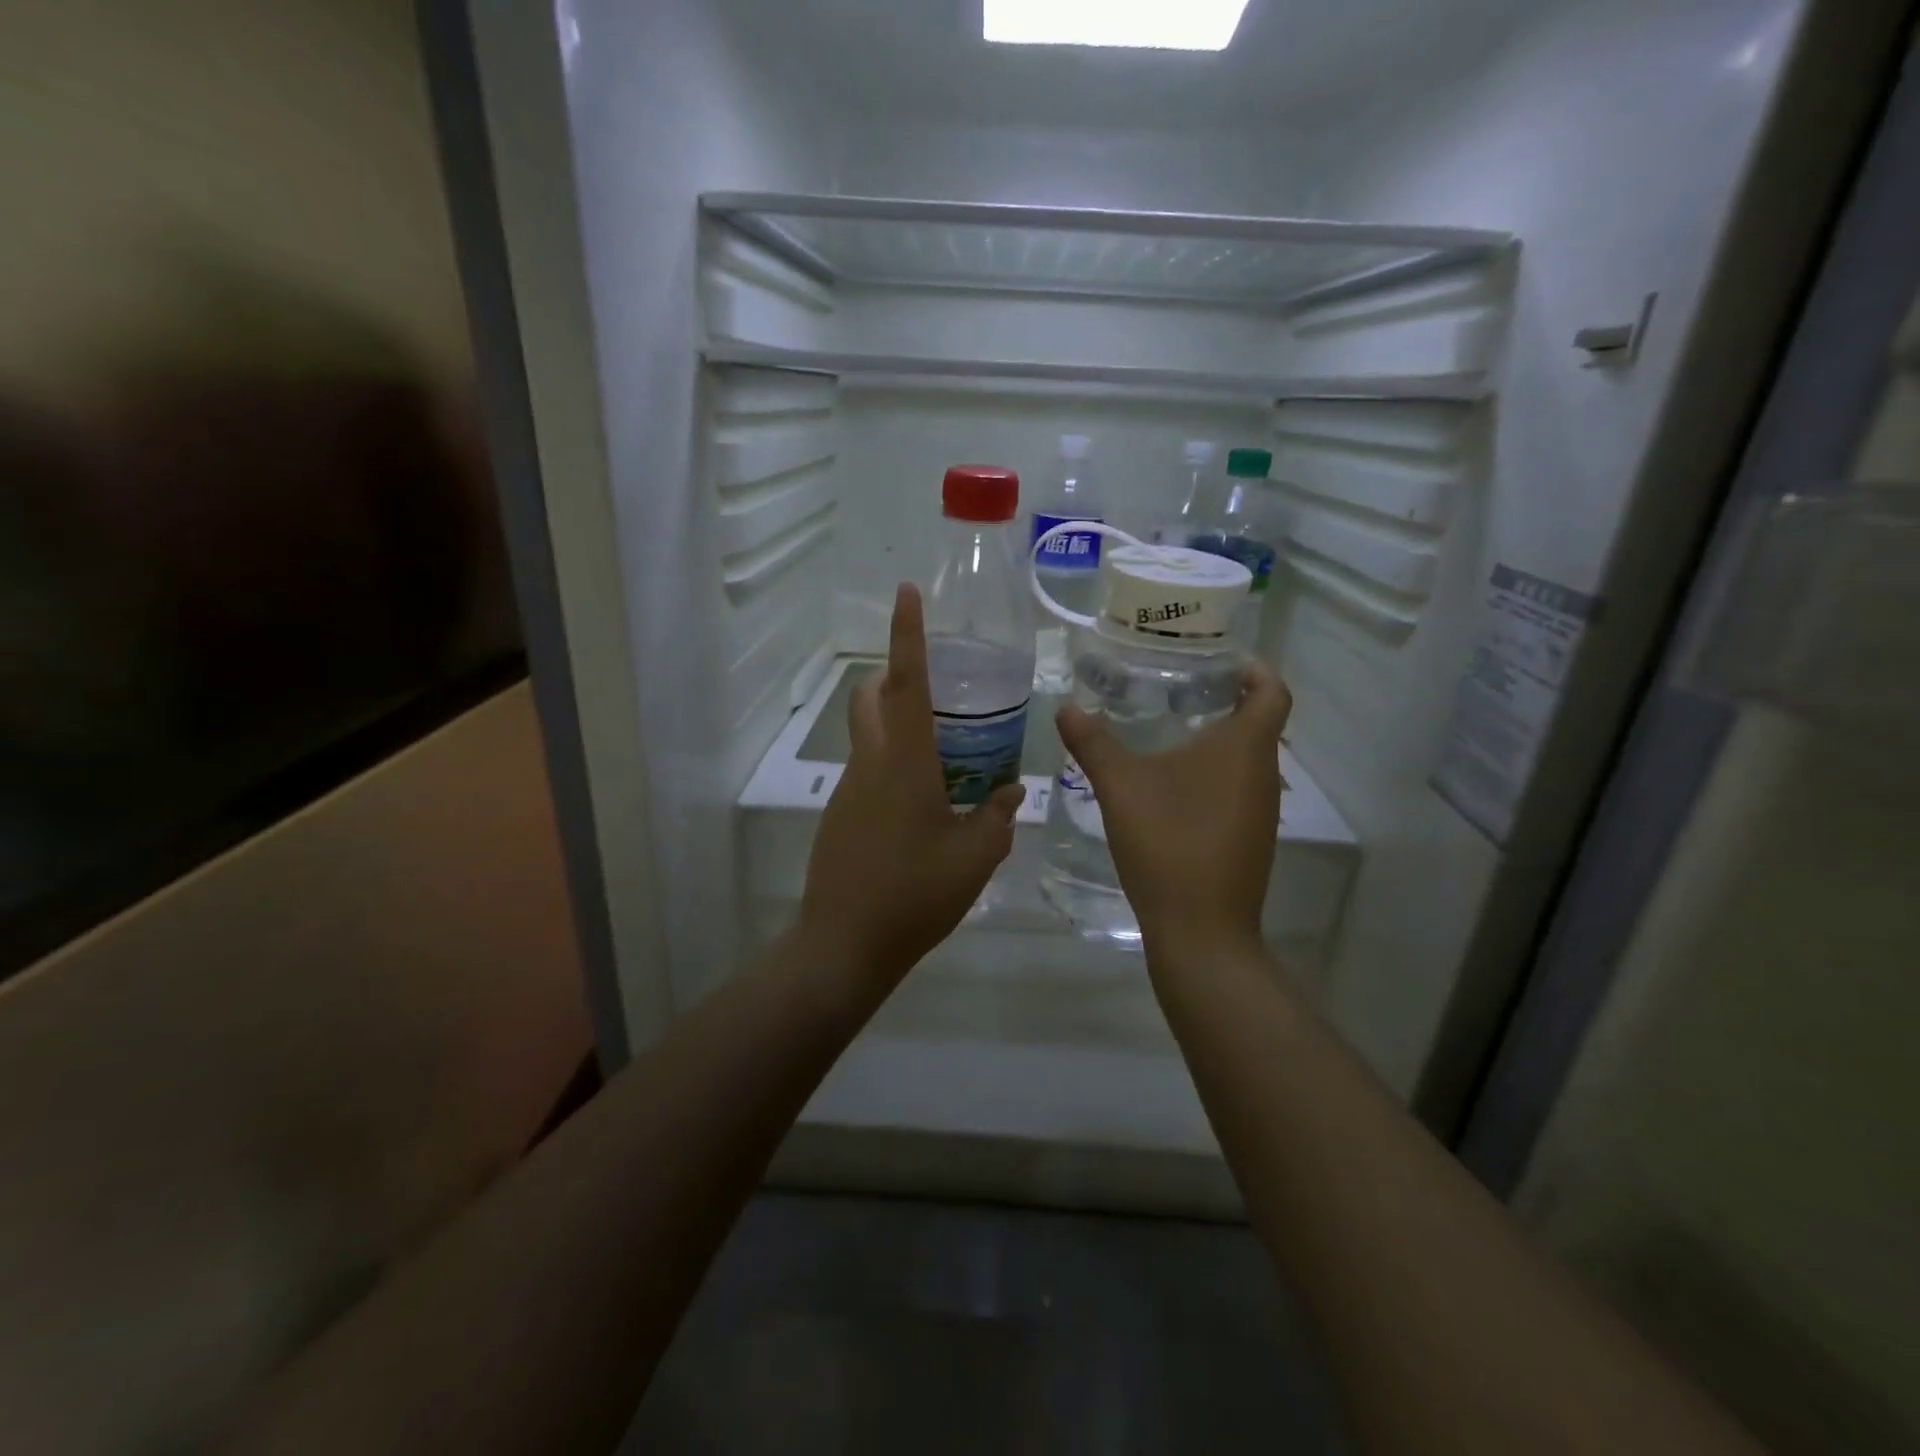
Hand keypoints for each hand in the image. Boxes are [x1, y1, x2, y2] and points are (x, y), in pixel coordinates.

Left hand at [799, 585, 1025, 993]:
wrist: (844, 945)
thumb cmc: (914, 895)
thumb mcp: (974, 858)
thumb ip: (997, 818)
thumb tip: (1010, 791)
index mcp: (904, 762)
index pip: (906, 682)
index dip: (907, 634)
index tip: (906, 591)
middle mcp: (870, 763)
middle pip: (872, 696)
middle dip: (894, 673)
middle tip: (936, 684)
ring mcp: (849, 789)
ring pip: (868, 734)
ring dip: (896, 724)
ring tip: (945, 754)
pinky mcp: (840, 815)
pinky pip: (868, 771)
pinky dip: (892, 764)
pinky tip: (923, 805)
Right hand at [1057, 661, 1291, 961]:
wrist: (1200, 931)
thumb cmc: (1168, 844)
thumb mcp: (1120, 787)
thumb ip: (1093, 743)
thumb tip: (1066, 707)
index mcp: (1245, 748)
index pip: (1272, 690)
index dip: (1253, 668)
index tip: (1218, 658)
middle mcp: (1264, 774)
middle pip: (1259, 721)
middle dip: (1224, 698)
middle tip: (1176, 686)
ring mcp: (1261, 810)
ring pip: (1246, 758)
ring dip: (1217, 738)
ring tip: (1168, 728)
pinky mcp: (1250, 838)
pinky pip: (1237, 788)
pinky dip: (1213, 773)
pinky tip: (1171, 785)